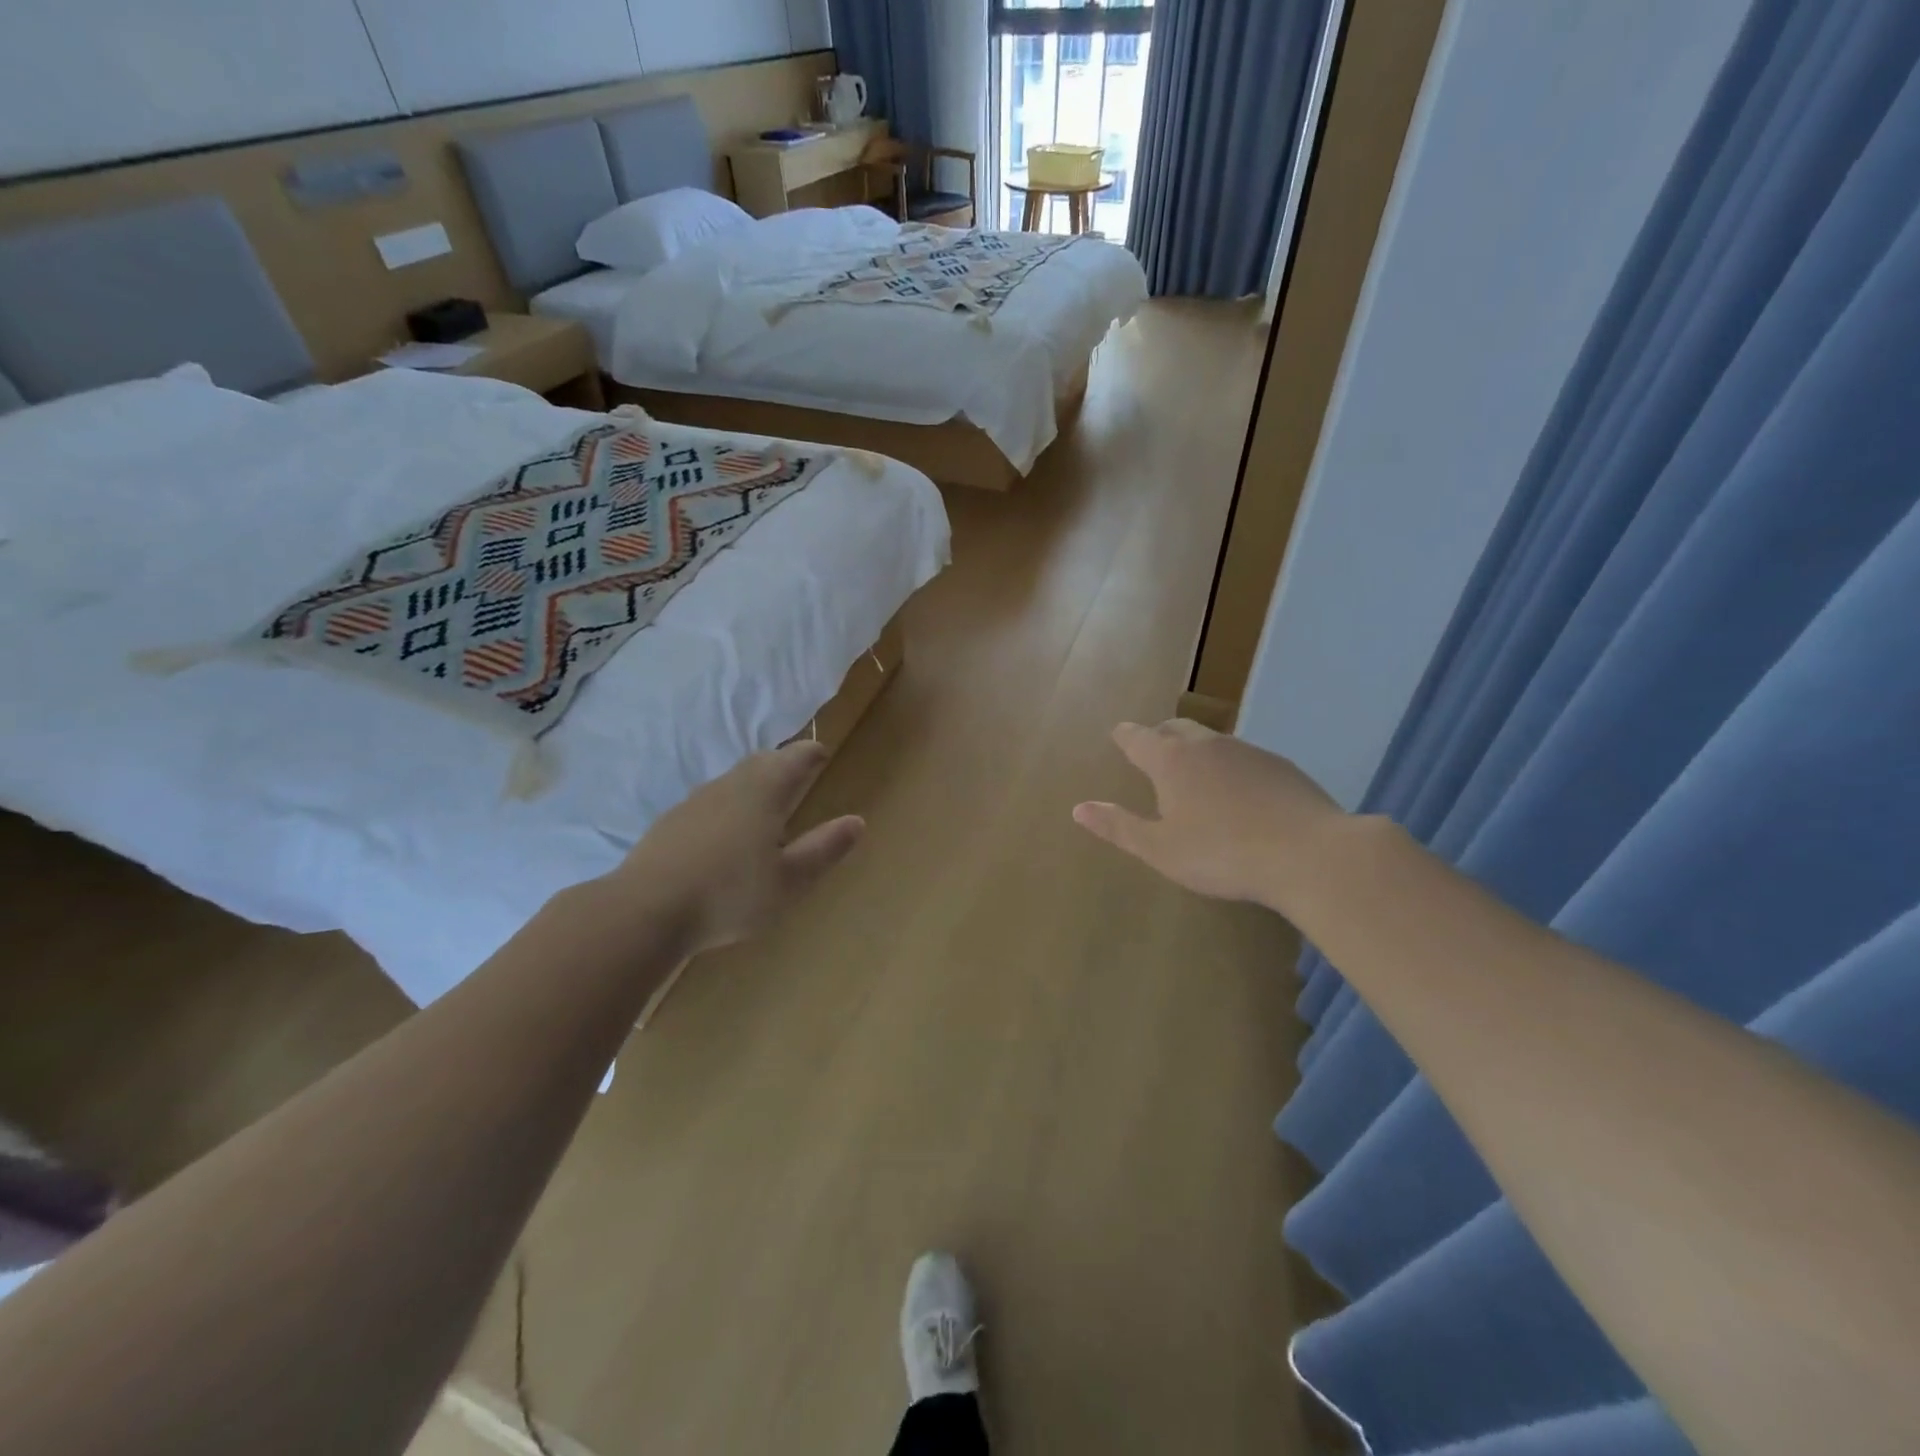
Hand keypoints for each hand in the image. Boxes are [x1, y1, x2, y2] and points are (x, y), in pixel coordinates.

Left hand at [613, 741, 864, 955]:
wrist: (644, 911)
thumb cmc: (729, 894)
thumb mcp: (789, 881)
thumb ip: (824, 849)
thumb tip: (857, 821)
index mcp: (764, 792)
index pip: (794, 759)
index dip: (811, 754)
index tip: (822, 754)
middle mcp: (730, 787)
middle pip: (761, 762)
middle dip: (782, 762)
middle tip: (797, 770)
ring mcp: (694, 802)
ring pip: (732, 780)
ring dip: (753, 782)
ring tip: (765, 800)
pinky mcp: (669, 823)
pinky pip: (709, 801)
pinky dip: (727, 804)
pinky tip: (725, 831)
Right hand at [1073, 720, 1344, 912]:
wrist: (1309, 854)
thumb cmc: (1221, 854)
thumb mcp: (1160, 849)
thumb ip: (1119, 826)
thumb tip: (1079, 808)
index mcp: (1171, 761)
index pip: (1138, 738)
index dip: (1125, 736)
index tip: (1117, 733)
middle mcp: (1207, 745)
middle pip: (1175, 727)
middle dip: (1158, 733)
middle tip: (1150, 745)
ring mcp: (1248, 751)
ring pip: (1212, 739)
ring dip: (1195, 747)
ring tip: (1192, 768)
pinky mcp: (1280, 766)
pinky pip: (1242, 757)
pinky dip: (1228, 765)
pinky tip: (1238, 790)